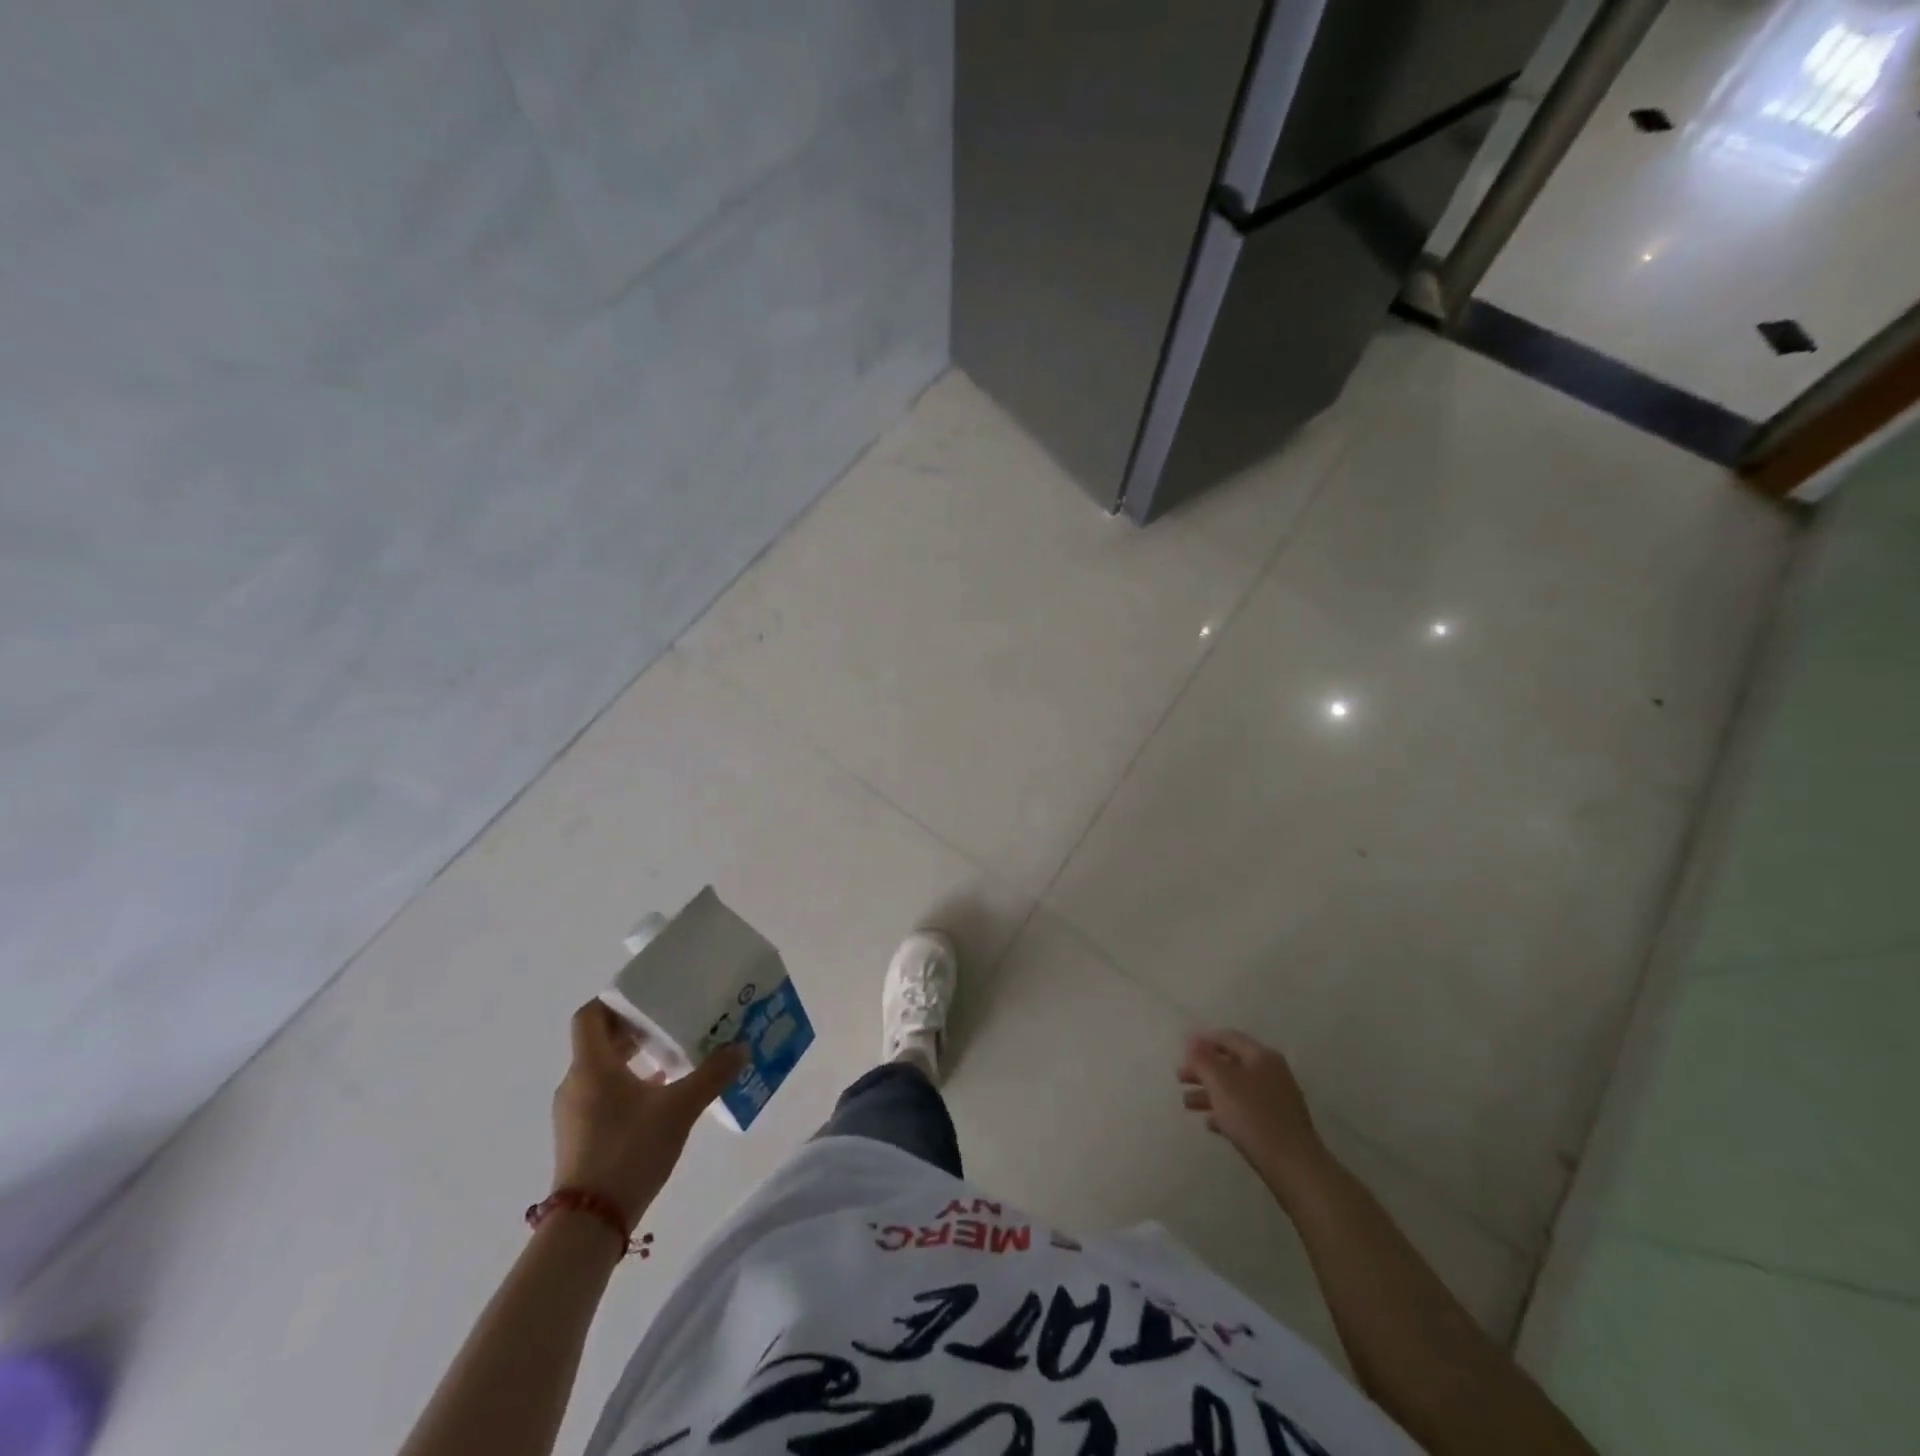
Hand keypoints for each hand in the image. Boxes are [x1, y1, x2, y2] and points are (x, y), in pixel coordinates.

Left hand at [552, 1000, 746, 1227]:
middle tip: (671, 1021)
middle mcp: (576, 1083)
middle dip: (633, 1028)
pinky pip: (600, 1094)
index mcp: (591, 1066)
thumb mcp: (680, 1109)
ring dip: (631, 1058)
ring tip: (671, 1056)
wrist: (589, 1224)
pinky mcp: (579, 1136)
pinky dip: (626, 1084)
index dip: (615, 1000)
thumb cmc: (629, 1151)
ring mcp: (573, 1112)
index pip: (590, 1015)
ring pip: (600, 1068)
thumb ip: (712, 1074)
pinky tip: (658, 1095)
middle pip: (598, 1040)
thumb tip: (741, 1047)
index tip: (648, 996)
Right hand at [1179, 1030, 1328, 1186]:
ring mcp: (1276, 1100)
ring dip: (1210, 1092)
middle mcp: (1271, 1073)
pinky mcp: (1277, 1125)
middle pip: (1230, 1063)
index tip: (1181, 1051)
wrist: (1294, 1167)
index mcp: (1260, 1056)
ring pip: (1236, 1089)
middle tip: (1180, 1078)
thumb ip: (1202, 1058)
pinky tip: (1210, 1123)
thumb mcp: (1220, 1082)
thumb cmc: (1253, 1117)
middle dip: (1203, 1070)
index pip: (1227, 1037)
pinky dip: (1226, 1112)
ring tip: (1187, 1104)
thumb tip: (1192, 1038)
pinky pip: (1245, 1110)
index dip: (1202, 1041)